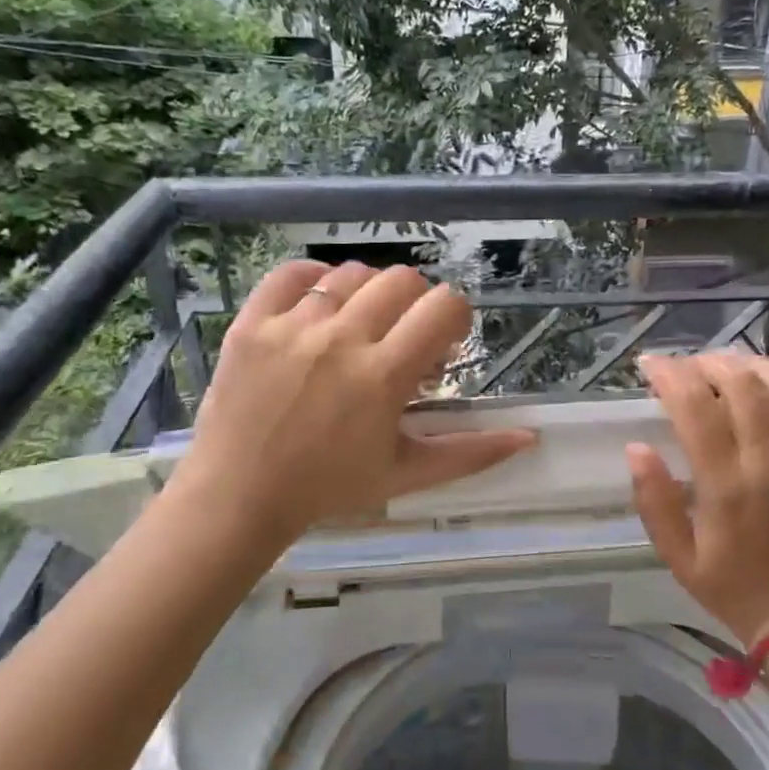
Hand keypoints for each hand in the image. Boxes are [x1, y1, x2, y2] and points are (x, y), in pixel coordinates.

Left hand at [169, 260, 534, 546]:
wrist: (238, 497)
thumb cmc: (330, 488)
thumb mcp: (407, 473)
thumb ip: (471, 453)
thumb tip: (530, 438)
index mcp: (383, 375)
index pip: (443, 306)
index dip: (455, 317)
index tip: (443, 342)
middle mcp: (341, 339)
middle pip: (402, 280)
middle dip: (416, 304)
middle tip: (403, 337)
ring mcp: (292, 326)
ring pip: (351, 274)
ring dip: (368, 294)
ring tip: (359, 326)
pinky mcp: (252, 322)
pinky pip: (291, 273)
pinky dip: (313, 279)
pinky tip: (320, 304)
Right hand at [627, 351, 768, 642]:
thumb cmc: (728, 584)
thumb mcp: (675, 555)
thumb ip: (654, 501)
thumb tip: (636, 447)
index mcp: (725, 485)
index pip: (696, 408)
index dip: (670, 375)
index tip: (650, 364)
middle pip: (742, 386)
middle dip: (708, 363)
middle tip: (688, 366)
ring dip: (752, 364)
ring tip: (728, 363)